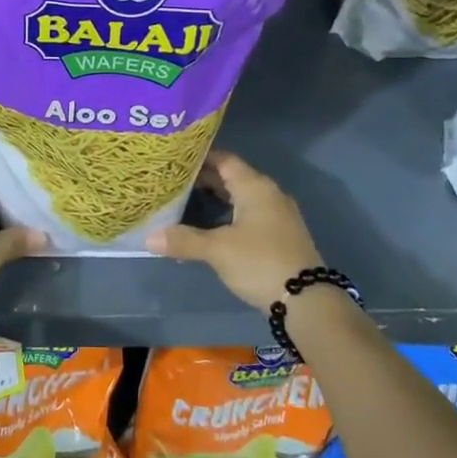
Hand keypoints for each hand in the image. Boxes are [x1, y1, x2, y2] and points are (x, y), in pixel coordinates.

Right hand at [146, 151, 322, 312]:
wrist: (308, 300)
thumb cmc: (260, 262)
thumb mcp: (218, 250)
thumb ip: (184, 240)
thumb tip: (148, 238)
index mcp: (255, 187)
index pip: (224, 159)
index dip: (200, 157)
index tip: (176, 158)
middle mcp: (269, 194)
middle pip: (233, 177)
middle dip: (204, 178)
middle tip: (174, 180)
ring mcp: (278, 215)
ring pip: (241, 197)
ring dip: (216, 198)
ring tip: (186, 201)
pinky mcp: (281, 235)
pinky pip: (249, 214)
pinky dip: (229, 214)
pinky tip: (211, 227)